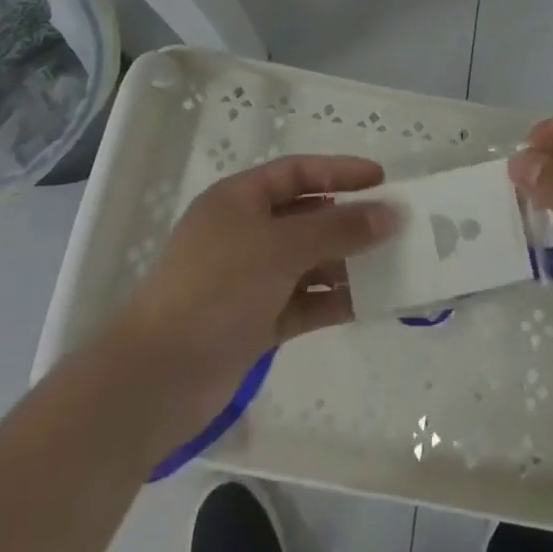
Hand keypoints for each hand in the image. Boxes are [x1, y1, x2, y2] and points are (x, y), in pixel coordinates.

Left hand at [104, 155, 399, 459]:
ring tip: (394, 265)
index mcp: (239, 200)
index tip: (383, 179)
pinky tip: (370, 303)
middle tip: (396, 225)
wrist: (156, 379)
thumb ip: (338, 229)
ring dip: (347, 262)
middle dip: (349, 220)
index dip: (340, 172)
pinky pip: (304, 301)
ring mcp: (249, 279)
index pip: (298, 173)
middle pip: (306, 217)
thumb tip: (391, 213)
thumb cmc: (216, 289)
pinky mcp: (255, 321)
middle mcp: (245, 233)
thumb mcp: (280, 248)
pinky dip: (333, 300)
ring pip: (308, 261)